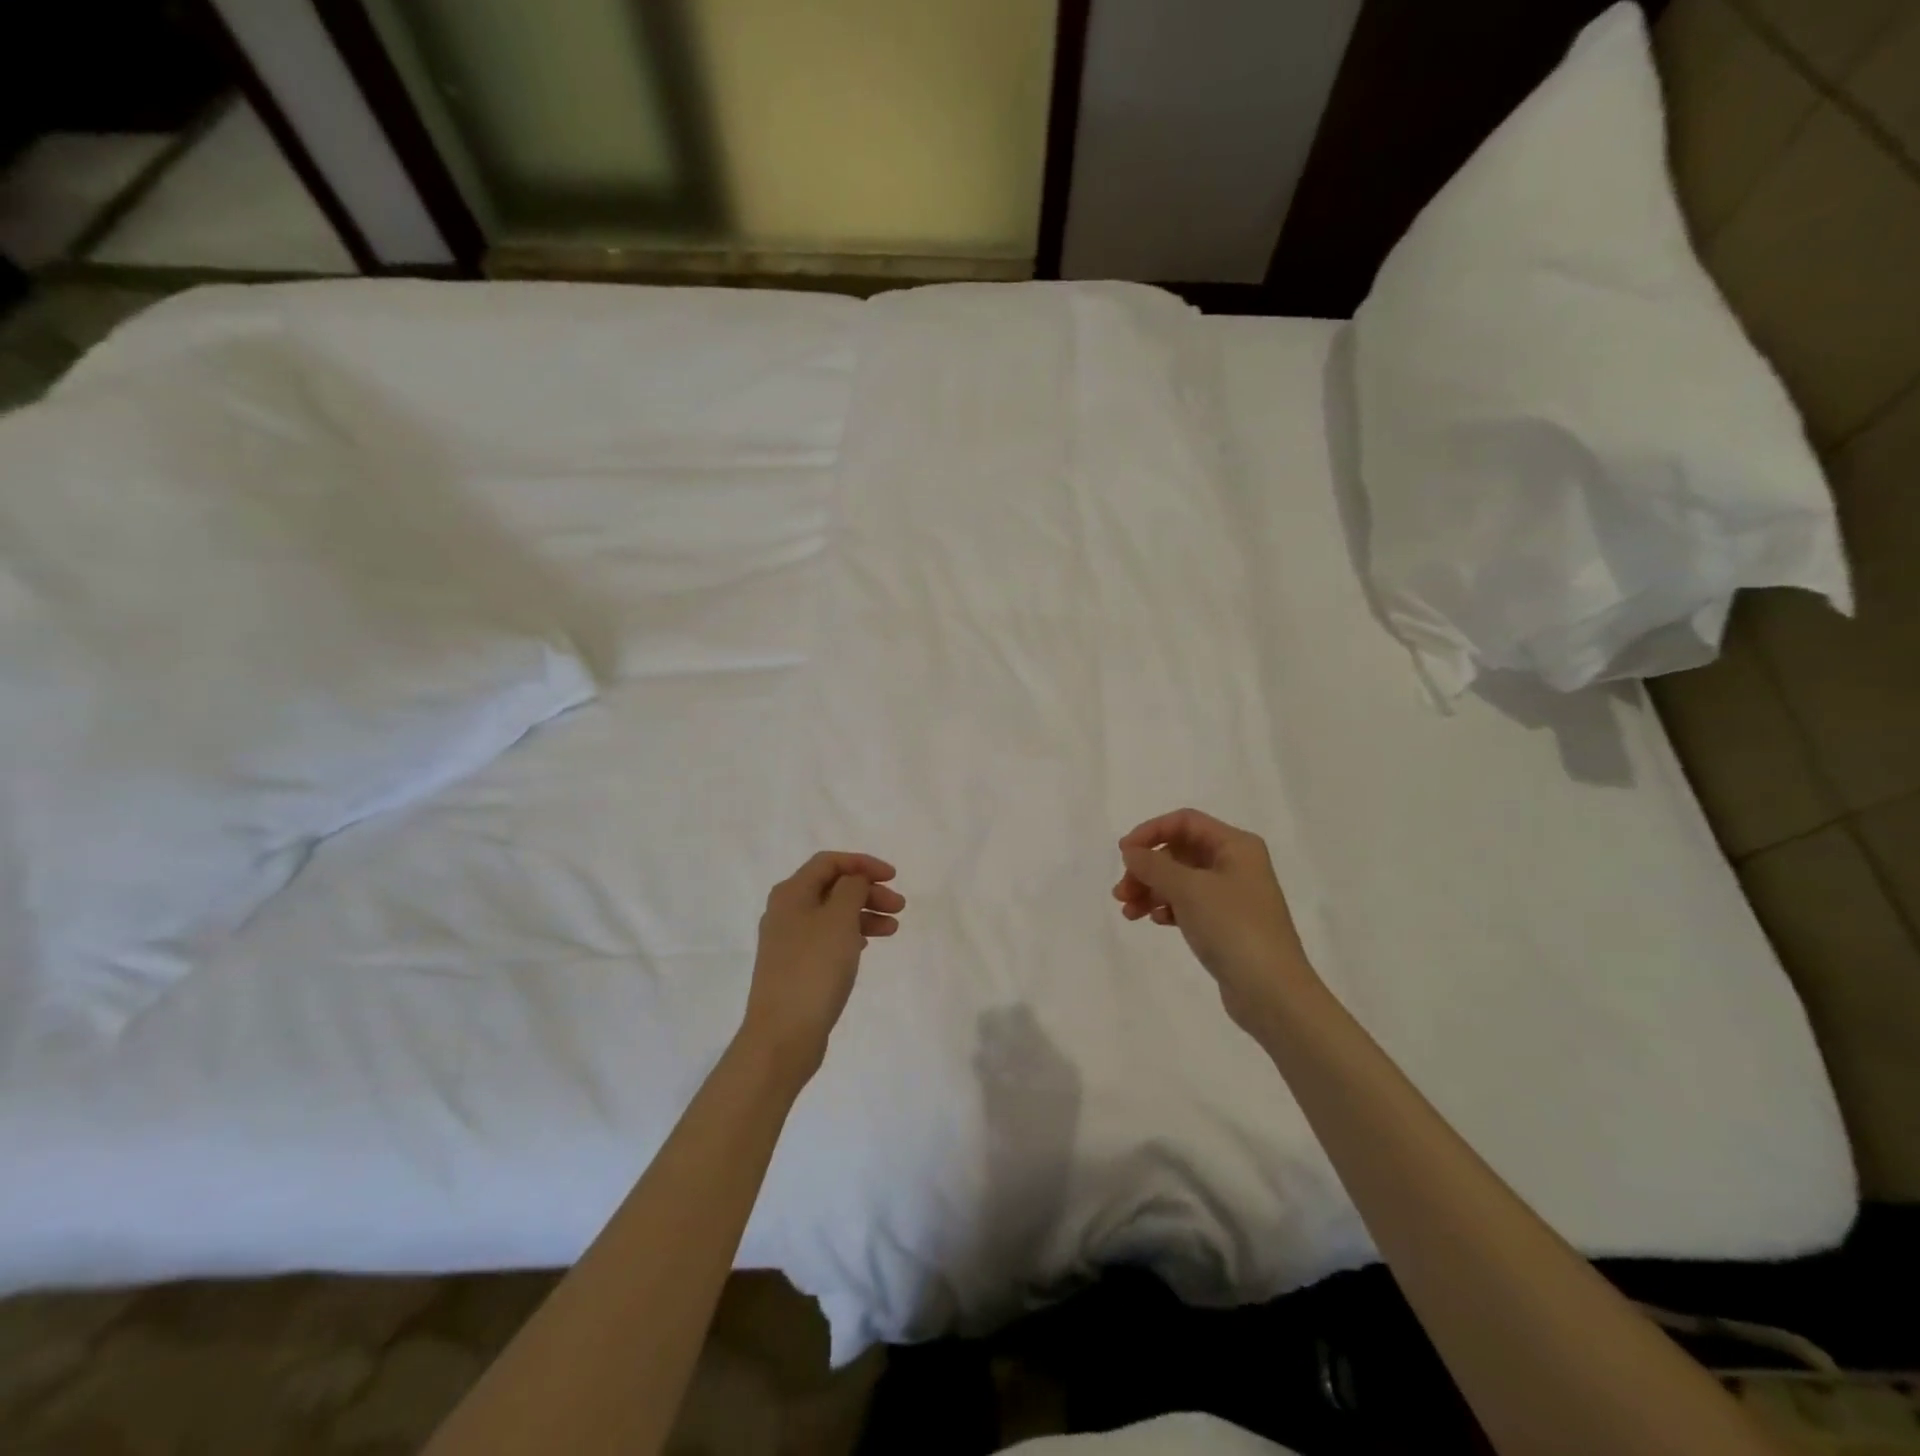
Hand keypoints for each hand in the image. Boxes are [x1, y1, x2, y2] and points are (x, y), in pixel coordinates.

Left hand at [741, 851, 904, 1082]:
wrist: (783, 1035)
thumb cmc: (814, 968)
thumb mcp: (839, 919)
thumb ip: (851, 888)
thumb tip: (854, 879)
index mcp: (791, 893)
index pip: (829, 862)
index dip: (863, 863)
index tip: (893, 877)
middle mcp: (786, 911)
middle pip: (832, 887)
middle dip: (868, 891)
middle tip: (899, 907)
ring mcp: (789, 941)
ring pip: (833, 914)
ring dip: (864, 914)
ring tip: (892, 929)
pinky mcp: (796, 967)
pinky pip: (828, 938)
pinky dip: (851, 935)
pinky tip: (867, 946)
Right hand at [1113, 809, 1314, 1034]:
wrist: (1272, 992)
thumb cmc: (1232, 928)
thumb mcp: (1188, 889)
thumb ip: (1154, 865)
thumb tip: (1131, 852)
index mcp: (1236, 845)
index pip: (1185, 822)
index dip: (1150, 832)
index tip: (1123, 854)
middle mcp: (1236, 864)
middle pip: (1179, 851)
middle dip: (1147, 868)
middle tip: (1121, 892)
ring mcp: (1233, 895)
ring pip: (1180, 880)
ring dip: (1151, 890)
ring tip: (1129, 912)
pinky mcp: (1226, 923)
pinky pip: (1189, 904)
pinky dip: (1168, 908)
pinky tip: (1155, 921)